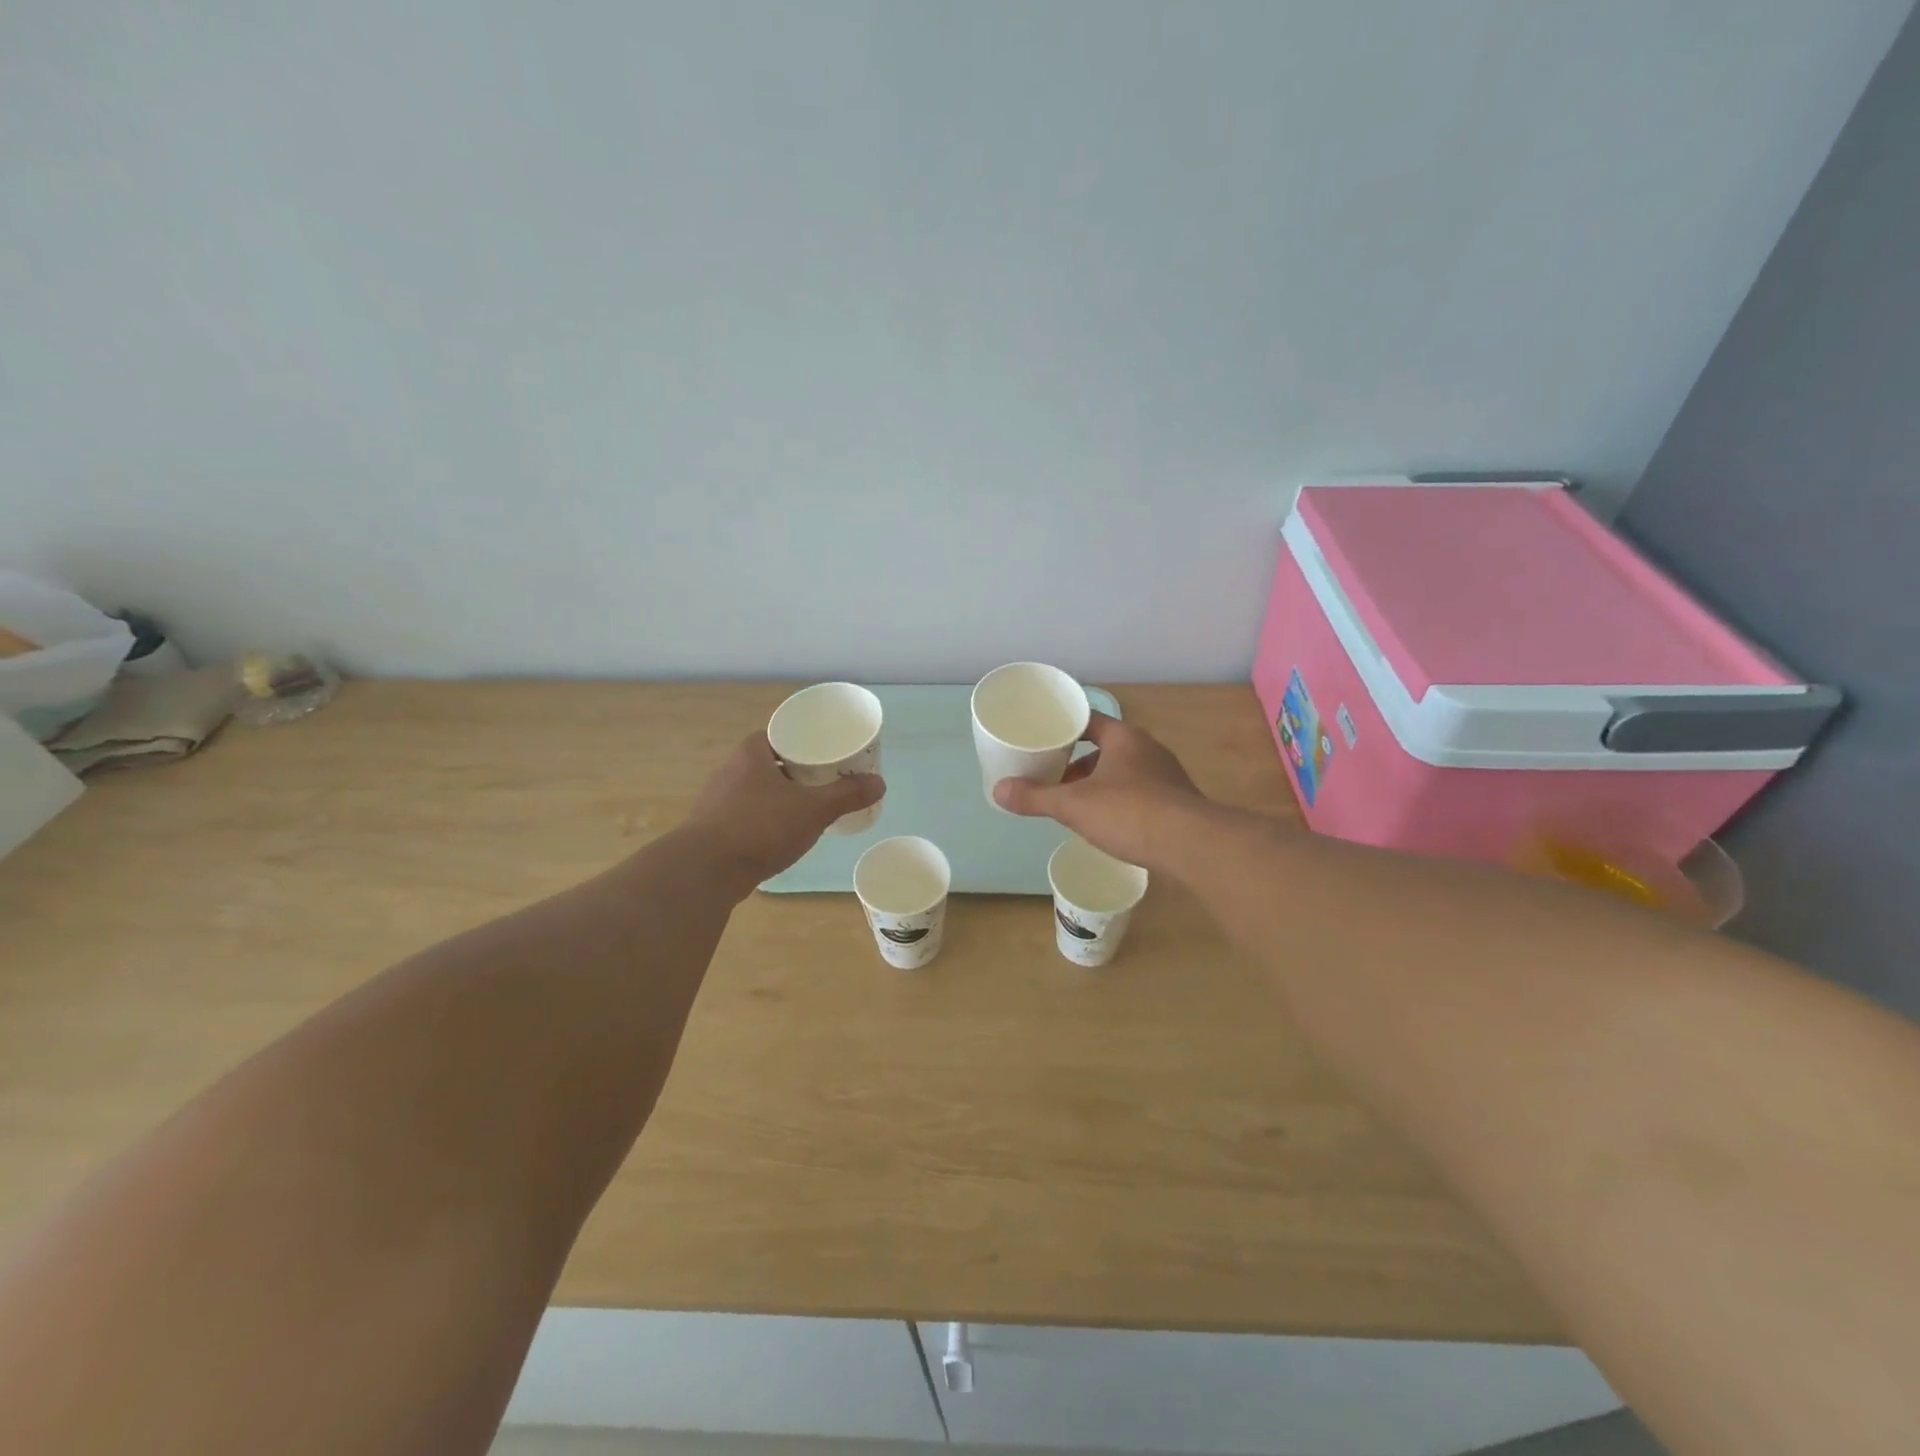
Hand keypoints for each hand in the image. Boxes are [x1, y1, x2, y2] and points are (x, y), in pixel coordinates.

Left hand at [683, 734, 884, 885]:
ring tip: (810, 804)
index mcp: (751, 753)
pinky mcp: (713, 826)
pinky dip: (767, 816)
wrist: (706, 871)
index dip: (806, 740)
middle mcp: (730, 769)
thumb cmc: (761, 827)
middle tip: (826, 777)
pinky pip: (748, 812)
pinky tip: (783, 831)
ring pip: (758, 788)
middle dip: (797, 769)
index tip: (827, 751)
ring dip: (781, 794)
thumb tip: (880, 782)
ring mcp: (718, 799)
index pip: (782, 734)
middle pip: (771, 760)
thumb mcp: (813, 809)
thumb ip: (846, 795)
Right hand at [993, 711, 1205, 869]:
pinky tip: (1108, 823)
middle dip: (1077, 763)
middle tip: (1052, 777)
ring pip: (1122, 772)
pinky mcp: (1177, 802)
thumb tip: (998, 790)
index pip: (1088, 720)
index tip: (1042, 740)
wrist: (1193, 845)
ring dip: (1098, 784)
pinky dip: (1119, 802)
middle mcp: (1148, 749)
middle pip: (1104, 747)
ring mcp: (1166, 776)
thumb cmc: (1129, 812)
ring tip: (1075, 804)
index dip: (1063, 728)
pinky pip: (1140, 794)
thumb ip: (1036, 798)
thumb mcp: (1074, 805)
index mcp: (1124, 737)